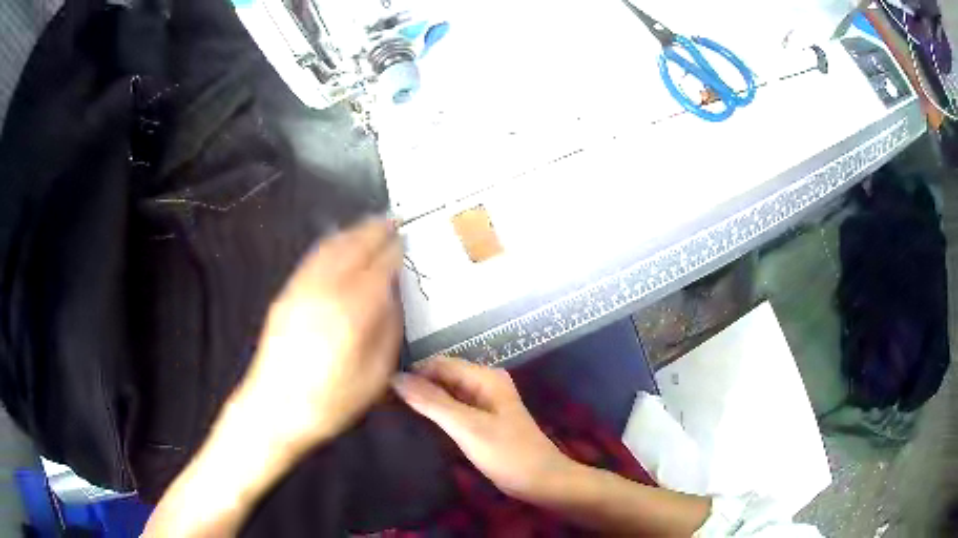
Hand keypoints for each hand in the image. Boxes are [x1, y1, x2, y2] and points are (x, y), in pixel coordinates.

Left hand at [236, 217, 403, 455]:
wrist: (273, 408)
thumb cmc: (329, 401)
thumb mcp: (374, 375)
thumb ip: (387, 331)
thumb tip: (392, 298)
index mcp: (351, 312)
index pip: (379, 267)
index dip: (395, 251)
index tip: (406, 241)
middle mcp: (325, 291)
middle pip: (354, 247)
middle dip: (375, 231)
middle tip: (393, 221)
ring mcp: (301, 289)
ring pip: (331, 247)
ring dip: (353, 231)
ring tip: (370, 225)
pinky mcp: (286, 294)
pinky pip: (313, 258)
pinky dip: (331, 243)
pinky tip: (339, 243)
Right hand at [392, 357, 573, 501]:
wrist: (542, 481)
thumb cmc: (507, 453)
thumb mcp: (467, 427)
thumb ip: (431, 402)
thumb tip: (395, 378)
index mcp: (484, 377)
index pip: (438, 364)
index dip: (411, 373)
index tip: (383, 389)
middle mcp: (484, 383)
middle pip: (442, 376)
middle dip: (416, 387)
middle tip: (385, 404)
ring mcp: (484, 402)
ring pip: (447, 393)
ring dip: (424, 401)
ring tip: (393, 412)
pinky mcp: (483, 420)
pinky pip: (454, 409)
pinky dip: (436, 413)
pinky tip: (418, 423)